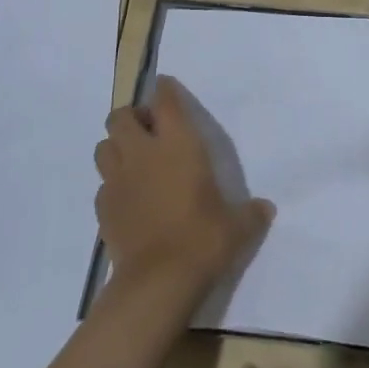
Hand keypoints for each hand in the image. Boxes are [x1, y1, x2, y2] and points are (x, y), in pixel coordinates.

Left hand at [94, 76, 273, 304]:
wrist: (158, 281)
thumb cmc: (203, 239)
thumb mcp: (237, 226)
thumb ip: (250, 213)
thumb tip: (265, 209)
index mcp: (178, 144)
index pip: (165, 101)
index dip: (164, 90)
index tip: (165, 86)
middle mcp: (143, 153)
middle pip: (120, 117)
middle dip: (132, 118)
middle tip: (150, 132)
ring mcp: (117, 180)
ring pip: (103, 146)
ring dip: (117, 147)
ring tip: (134, 162)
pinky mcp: (103, 208)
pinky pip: (103, 184)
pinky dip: (113, 184)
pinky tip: (129, 198)